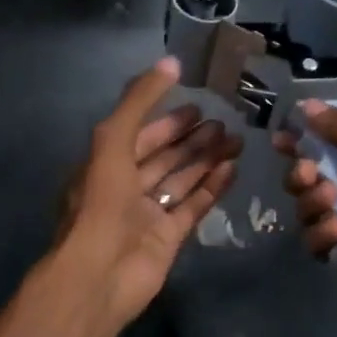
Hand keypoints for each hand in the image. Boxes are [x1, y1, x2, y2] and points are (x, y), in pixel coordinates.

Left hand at [56, 58, 241, 327]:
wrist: (100, 274)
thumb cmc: (101, 203)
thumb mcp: (113, 140)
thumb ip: (140, 100)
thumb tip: (171, 62)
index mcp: (105, 165)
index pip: (140, 136)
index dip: (167, 120)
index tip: (197, 106)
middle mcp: (126, 188)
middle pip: (164, 157)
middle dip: (192, 139)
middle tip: (225, 122)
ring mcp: (148, 214)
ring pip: (181, 179)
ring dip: (206, 159)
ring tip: (236, 140)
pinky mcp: (169, 238)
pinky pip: (193, 206)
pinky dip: (212, 188)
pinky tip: (233, 168)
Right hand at [274, 101, 336, 336]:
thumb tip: (307, 106)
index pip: (330, 140)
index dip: (303, 136)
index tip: (282, 138)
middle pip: (309, 173)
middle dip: (300, 171)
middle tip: (307, 174)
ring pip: (307, 207)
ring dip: (310, 201)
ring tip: (332, 206)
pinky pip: (315, 241)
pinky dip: (320, 235)